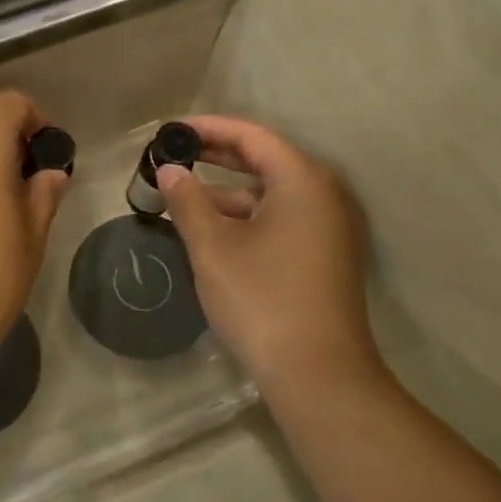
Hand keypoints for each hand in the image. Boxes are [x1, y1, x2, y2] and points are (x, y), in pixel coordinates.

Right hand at [157, 116, 385, 393]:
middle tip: (175, 155)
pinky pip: (284, 219)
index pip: (253, 136)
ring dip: (230, 192)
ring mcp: (331, 228)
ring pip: (273, 194)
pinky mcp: (327, 256)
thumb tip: (169, 170)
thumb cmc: (261, 299)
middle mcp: (325, 196)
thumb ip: (188, 201)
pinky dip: (249, 217)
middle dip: (218, 156)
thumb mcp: (213, 247)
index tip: (172, 130)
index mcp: (303, 181)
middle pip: (267, 160)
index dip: (210, 128)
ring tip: (184, 198)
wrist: (317, 373)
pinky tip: (215, 231)